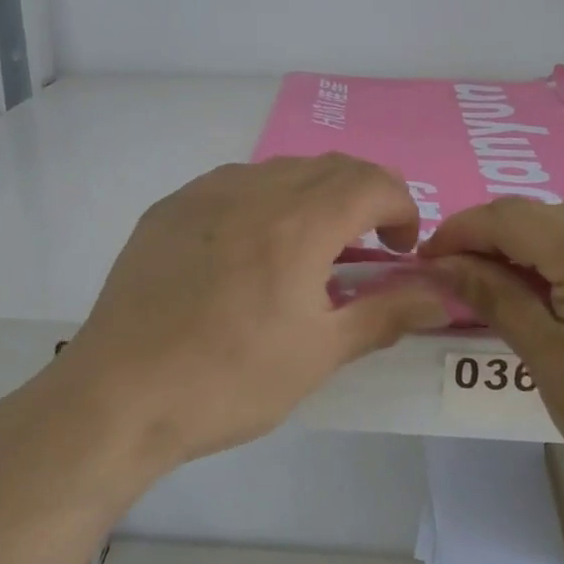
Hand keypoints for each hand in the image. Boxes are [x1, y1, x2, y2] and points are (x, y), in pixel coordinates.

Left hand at [58, 156, 451, 469]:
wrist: (120, 395)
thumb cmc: (229, 380)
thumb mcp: (319, 354)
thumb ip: (387, 313)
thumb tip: (442, 295)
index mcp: (298, 223)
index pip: (373, 182)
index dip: (401, 207)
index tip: (400, 249)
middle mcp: (254, 190)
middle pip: (330, 167)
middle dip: (364, 197)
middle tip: (366, 247)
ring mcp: (204, 193)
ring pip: (281, 170)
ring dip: (314, 195)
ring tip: (308, 249)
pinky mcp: (169, 208)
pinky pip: (234, 184)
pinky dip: (265, 201)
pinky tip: (250, 249)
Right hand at [420, 198, 563, 501]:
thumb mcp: (552, 364)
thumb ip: (496, 300)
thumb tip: (446, 265)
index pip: (508, 216)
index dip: (460, 232)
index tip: (429, 260)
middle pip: (545, 213)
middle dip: (499, 240)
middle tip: (473, 283)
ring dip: (542, 241)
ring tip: (527, 287)